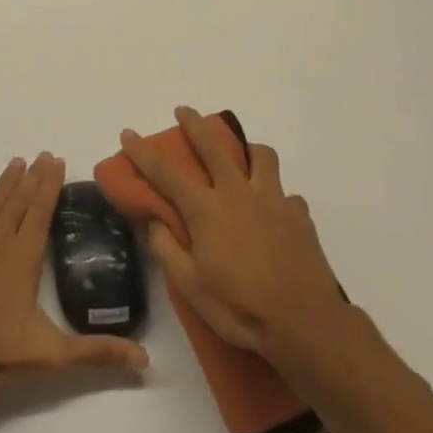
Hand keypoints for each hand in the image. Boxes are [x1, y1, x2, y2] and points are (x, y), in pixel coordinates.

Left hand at [0, 154, 147, 395]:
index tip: (57, 161)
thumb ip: (97, 353)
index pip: (41, 212)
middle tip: (43, 155)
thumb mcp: (52, 355)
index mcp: (24, 258)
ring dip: (5, 184)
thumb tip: (145, 358)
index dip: (50, 185)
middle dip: (33, 178)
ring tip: (16, 162)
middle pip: (19, 203)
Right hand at [120, 107, 348, 360]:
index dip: (143, 152)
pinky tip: (273, 211)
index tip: (128, 133)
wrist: (304, 322)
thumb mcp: (190, 286)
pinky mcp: (299, 214)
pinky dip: (275, 195)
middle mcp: (237, 193)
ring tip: (241, 155)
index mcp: (206, 209)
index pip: (166, 172)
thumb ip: (167, 249)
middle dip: (195, 124)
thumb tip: (153, 221)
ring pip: (260, 155)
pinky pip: (286, 193)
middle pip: (213, 145)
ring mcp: (273, 199)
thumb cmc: (240, 307)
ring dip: (246, 148)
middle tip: (184, 111)